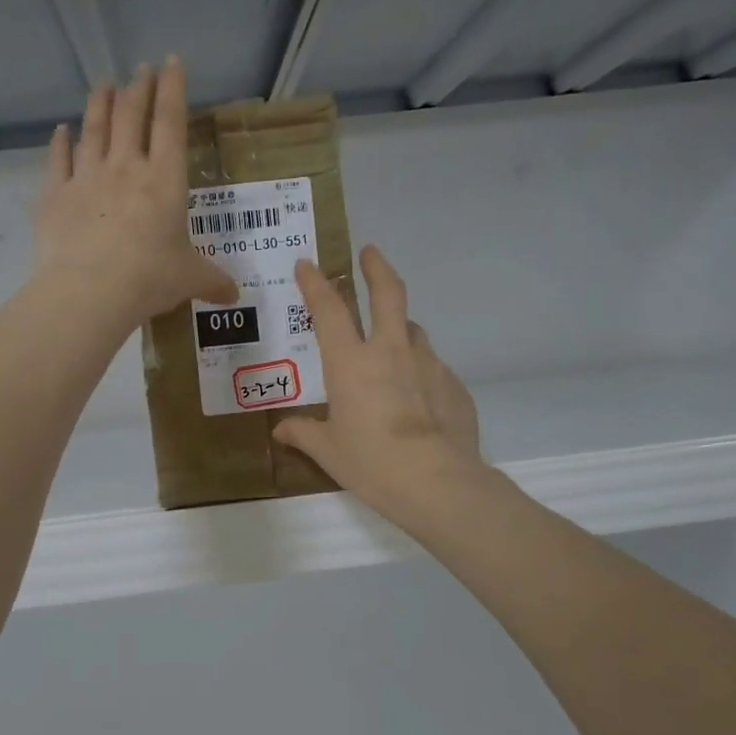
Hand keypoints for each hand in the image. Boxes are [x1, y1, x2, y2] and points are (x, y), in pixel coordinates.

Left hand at [34, 58, 237, 330]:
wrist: (90, 291)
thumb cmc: (150, 279)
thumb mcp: (189, 279)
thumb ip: (212, 281)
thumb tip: (235, 296)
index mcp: (165, 180)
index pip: (171, 123)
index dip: (173, 90)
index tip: (172, 62)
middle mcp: (126, 167)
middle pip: (132, 115)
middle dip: (139, 87)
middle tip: (141, 69)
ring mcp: (87, 177)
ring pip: (95, 128)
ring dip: (101, 102)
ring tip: (105, 83)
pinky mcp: (56, 194)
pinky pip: (59, 159)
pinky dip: (61, 142)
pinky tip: (62, 130)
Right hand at [274, 246, 484, 525]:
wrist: (436, 481)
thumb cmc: (370, 463)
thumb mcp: (328, 451)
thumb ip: (303, 434)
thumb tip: (281, 430)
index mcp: (351, 362)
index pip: (329, 309)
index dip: (316, 283)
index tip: (308, 263)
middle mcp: (390, 351)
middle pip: (387, 293)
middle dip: (376, 267)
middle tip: (370, 252)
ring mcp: (428, 364)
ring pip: (414, 330)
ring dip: (401, 328)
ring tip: (392, 345)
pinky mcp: (454, 384)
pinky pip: (433, 367)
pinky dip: (421, 371)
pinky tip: (418, 397)